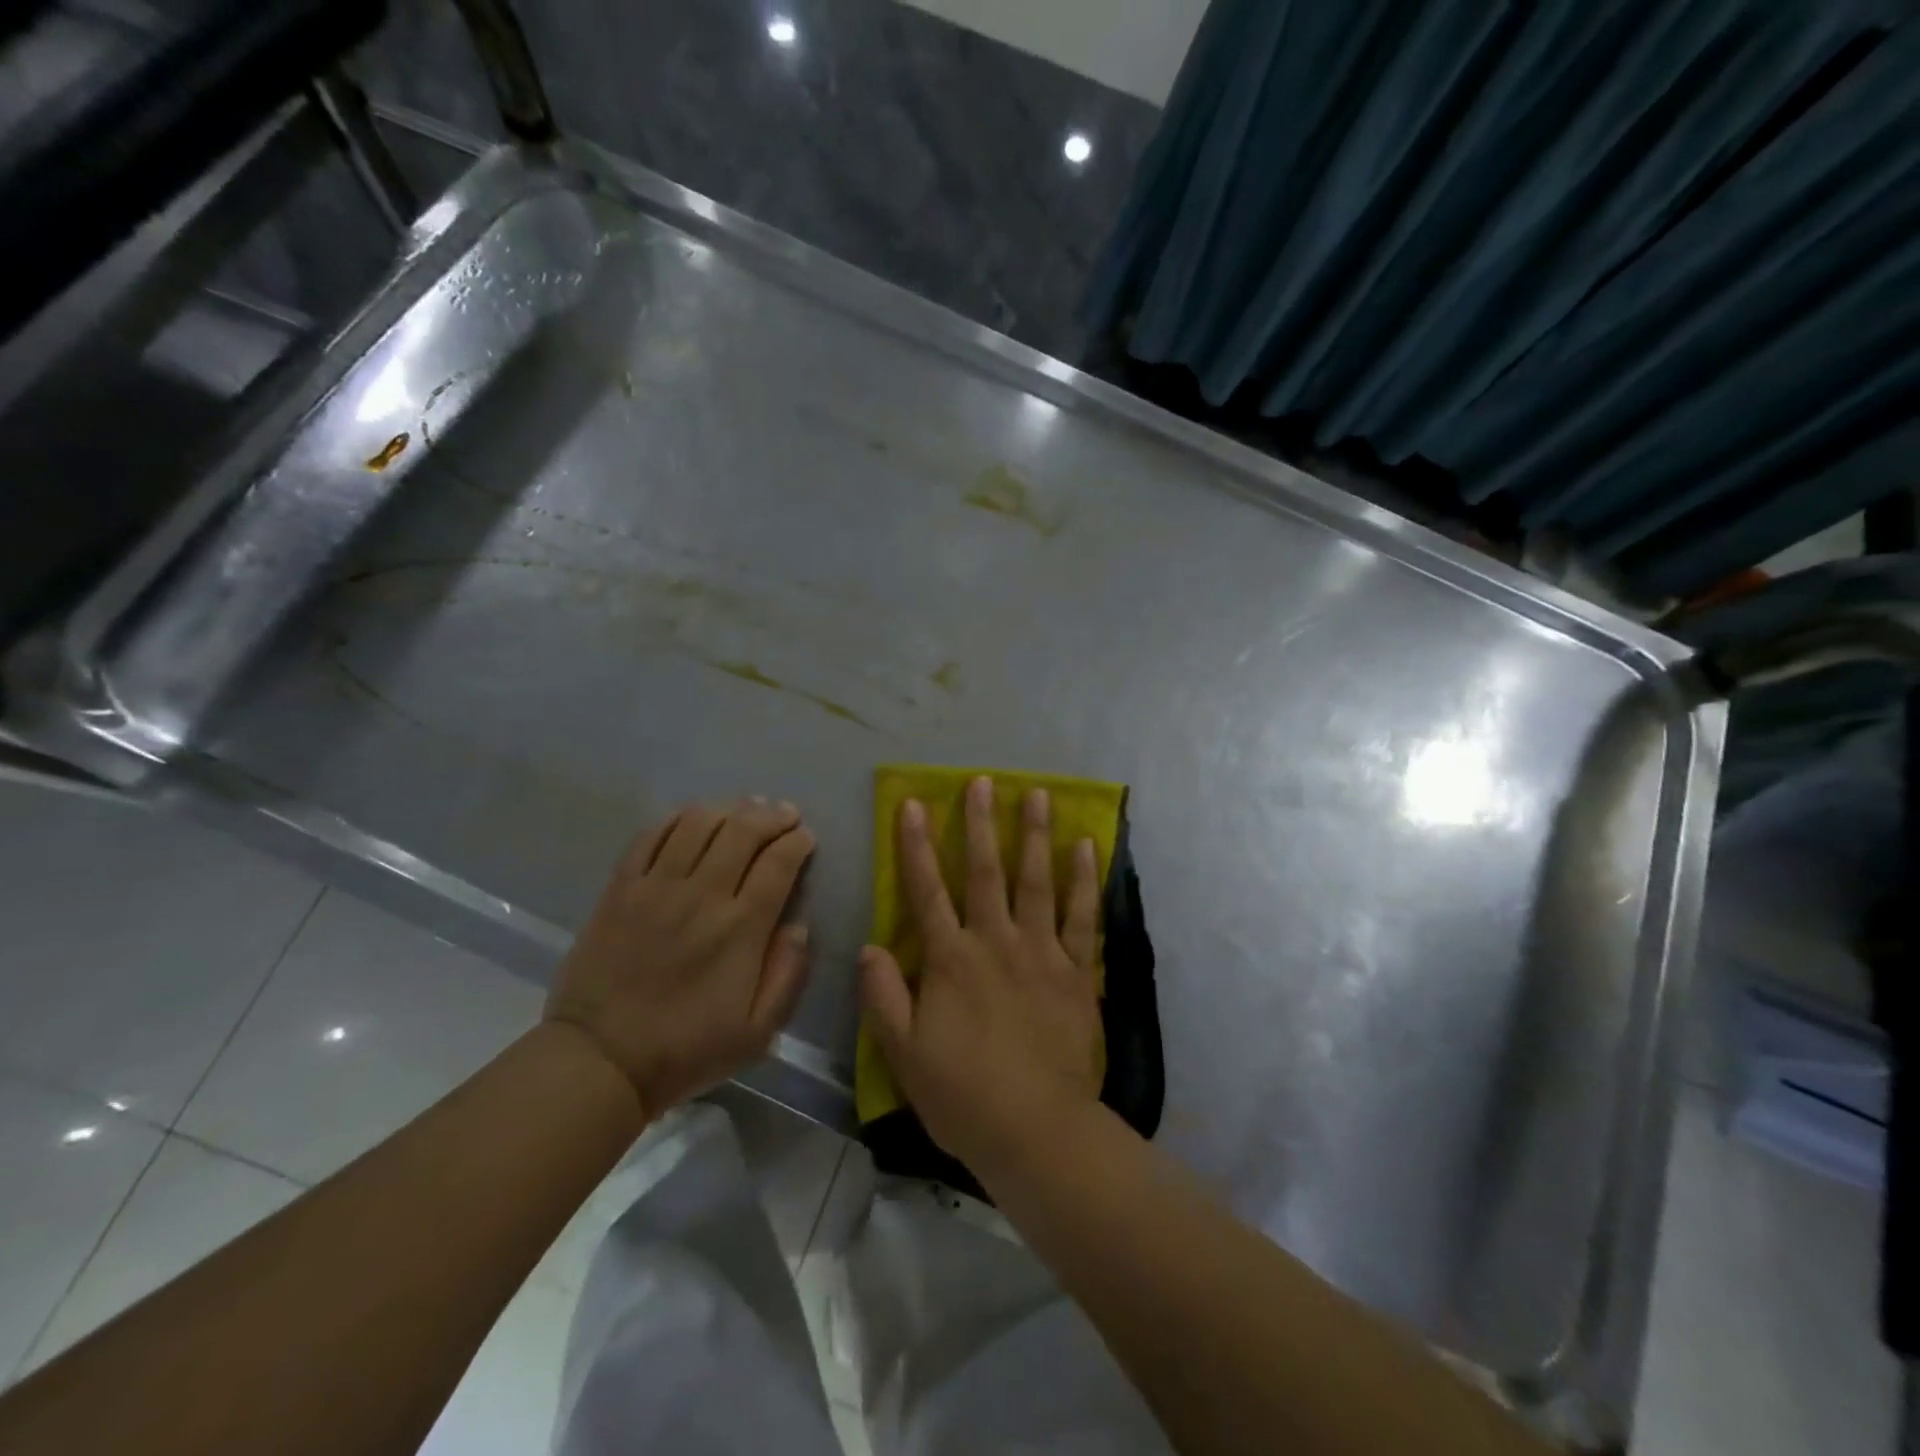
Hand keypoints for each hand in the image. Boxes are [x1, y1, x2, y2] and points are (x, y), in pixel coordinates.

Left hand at [546, 799, 814, 1116]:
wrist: (599, 1061)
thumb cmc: (685, 1050)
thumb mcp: (757, 1032)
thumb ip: (787, 975)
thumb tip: (800, 926)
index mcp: (741, 928)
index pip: (779, 863)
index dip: (797, 842)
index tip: (806, 838)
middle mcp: (702, 895)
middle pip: (743, 830)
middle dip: (771, 815)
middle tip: (784, 814)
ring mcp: (656, 887)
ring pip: (698, 823)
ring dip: (728, 809)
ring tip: (743, 810)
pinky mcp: (620, 888)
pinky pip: (651, 836)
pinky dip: (677, 819)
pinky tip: (692, 820)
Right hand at [859, 775, 1103, 1185]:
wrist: (1036, 1130)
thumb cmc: (963, 1094)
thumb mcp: (903, 1053)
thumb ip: (883, 996)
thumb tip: (869, 946)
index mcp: (950, 960)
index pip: (927, 891)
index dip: (917, 846)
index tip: (914, 805)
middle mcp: (994, 942)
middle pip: (986, 872)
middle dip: (980, 823)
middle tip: (983, 781)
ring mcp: (1040, 952)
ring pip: (1036, 881)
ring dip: (1035, 835)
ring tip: (1038, 794)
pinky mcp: (1076, 971)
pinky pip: (1081, 916)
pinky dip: (1083, 880)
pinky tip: (1086, 848)